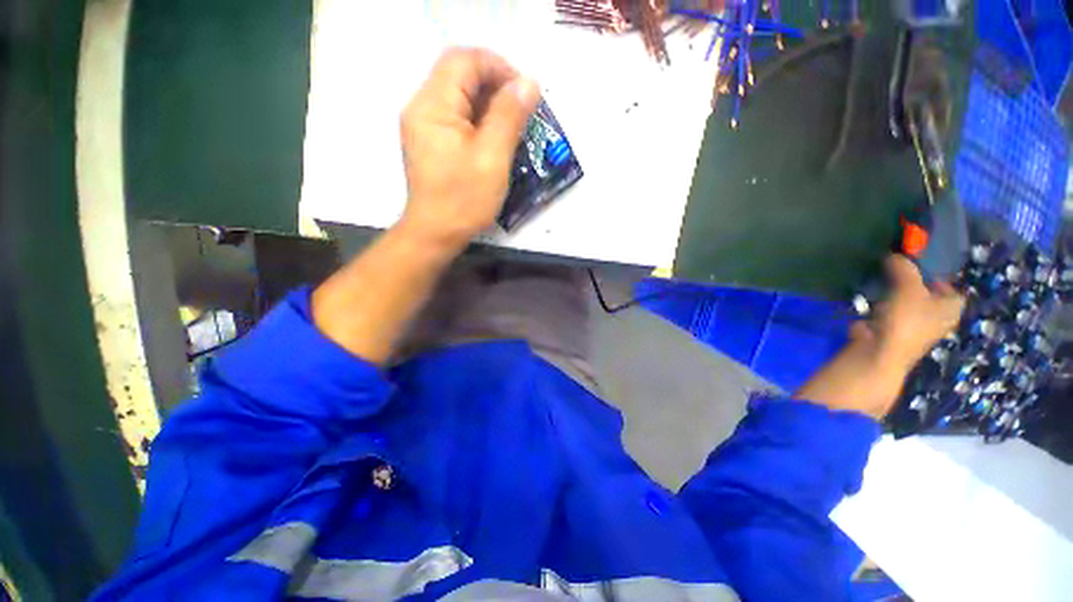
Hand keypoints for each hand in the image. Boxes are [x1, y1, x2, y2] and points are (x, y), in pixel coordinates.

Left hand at [398, 48, 540, 248]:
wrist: (436, 233)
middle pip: (461, 75)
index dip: (499, 67)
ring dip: (490, 104)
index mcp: (433, 105)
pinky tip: (496, 139)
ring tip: (514, 126)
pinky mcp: (431, 140)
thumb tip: (528, 83)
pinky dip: (480, 120)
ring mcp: (424, 124)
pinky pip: (457, 116)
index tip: (525, 93)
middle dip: (496, 86)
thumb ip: (509, 116)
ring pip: (460, 96)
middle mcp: (422, 106)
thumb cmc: (464, 200)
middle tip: (523, 111)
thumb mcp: (492, 158)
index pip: (465, 60)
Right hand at [797, 255, 963, 418]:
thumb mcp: (909, 287)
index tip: (919, 267)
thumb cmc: (905, 320)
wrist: (879, 352)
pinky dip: (882, 305)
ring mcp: (913, 327)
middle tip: (896, 270)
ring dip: (896, 293)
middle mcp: (937, 319)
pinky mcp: (891, 331)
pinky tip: (871, 299)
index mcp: (951, 308)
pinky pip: (889, 312)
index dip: (940, 277)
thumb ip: (904, 268)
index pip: (953, 289)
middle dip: (914, 283)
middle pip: (929, 295)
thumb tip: (895, 254)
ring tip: (881, 281)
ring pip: (908, 303)